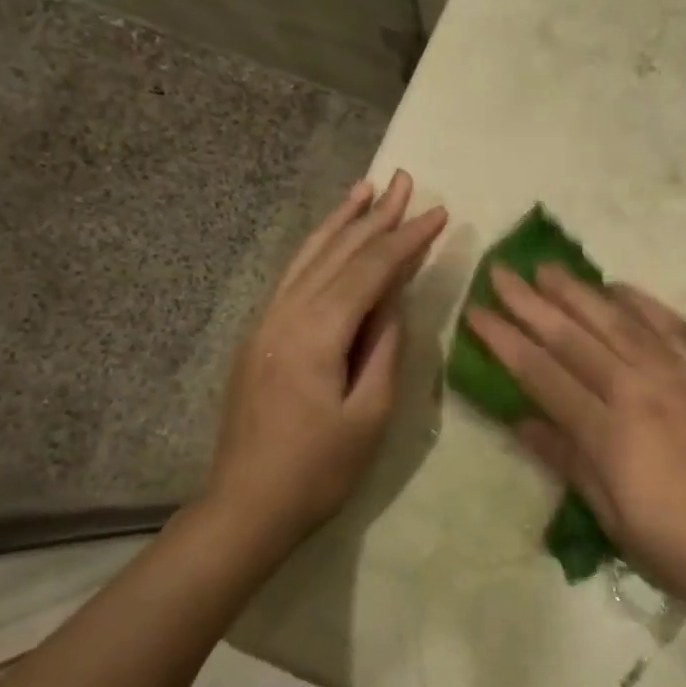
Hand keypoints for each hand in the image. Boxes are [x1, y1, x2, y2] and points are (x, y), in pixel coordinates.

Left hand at [209, 171, 446, 546]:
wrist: (246, 506)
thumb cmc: (318, 470)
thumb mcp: (369, 415)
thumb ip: (385, 349)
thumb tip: (395, 299)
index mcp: (316, 333)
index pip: (370, 271)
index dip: (407, 240)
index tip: (439, 212)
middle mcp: (286, 313)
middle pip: (338, 253)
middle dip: (376, 216)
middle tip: (406, 181)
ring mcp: (266, 321)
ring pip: (309, 257)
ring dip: (341, 221)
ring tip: (365, 189)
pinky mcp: (260, 334)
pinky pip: (293, 276)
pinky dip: (316, 248)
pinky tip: (329, 237)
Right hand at [465, 266, 685, 621]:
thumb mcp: (618, 521)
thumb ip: (570, 462)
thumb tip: (522, 421)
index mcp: (610, 433)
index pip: (542, 374)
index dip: (505, 341)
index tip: (476, 313)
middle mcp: (640, 390)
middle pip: (573, 337)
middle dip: (530, 303)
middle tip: (501, 272)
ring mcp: (682, 375)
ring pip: (618, 321)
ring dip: (578, 292)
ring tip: (547, 268)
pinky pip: (673, 326)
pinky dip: (642, 303)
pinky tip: (619, 288)